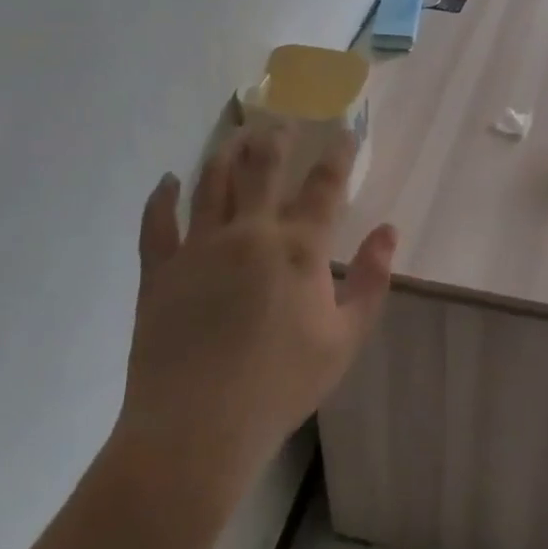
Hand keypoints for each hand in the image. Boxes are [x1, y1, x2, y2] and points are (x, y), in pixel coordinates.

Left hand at [108, 126, 395, 502]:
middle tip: (280, 120)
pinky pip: (158, 223)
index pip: (324, 186)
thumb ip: (372, 280)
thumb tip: (389, 231)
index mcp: (298, 247)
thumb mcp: (346, 338)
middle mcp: (249, 232)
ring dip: (225, 154)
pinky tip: (168, 182)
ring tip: (234, 135)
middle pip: (262, 169)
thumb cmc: (282, 384)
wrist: (198, 428)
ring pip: (212, 184)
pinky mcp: (160, 271)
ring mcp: (199, 248)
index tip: (344, 132)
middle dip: (275, 139)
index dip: (338, 155)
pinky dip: (162, 198)